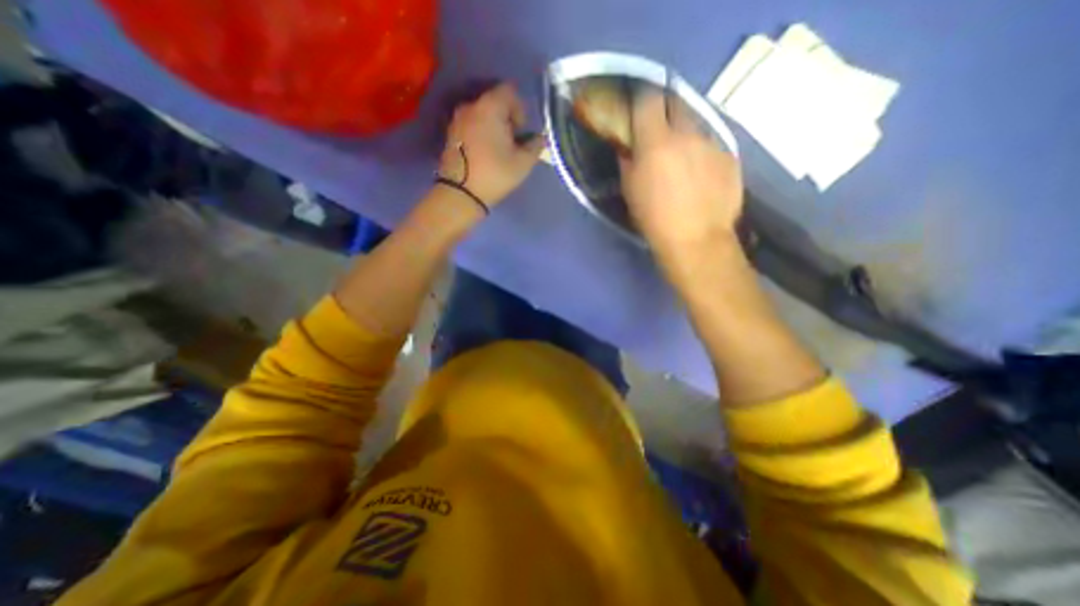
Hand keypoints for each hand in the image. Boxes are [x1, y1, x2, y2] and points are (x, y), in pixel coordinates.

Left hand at [436, 83, 544, 206]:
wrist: (460, 193)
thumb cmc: (495, 175)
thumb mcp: (523, 163)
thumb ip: (535, 146)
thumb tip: (539, 138)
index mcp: (490, 107)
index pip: (509, 91)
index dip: (520, 109)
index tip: (522, 131)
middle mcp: (471, 106)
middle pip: (494, 101)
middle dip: (507, 118)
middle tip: (513, 142)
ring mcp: (457, 119)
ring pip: (482, 113)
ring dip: (493, 126)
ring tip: (499, 149)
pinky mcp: (450, 133)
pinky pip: (471, 124)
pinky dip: (481, 132)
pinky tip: (485, 152)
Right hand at [622, 92, 748, 257]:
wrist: (697, 241)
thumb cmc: (654, 220)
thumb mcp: (631, 192)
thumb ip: (628, 162)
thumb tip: (630, 148)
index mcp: (656, 142)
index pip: (648, 100)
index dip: (642, 99)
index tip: (638, 109)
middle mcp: (687, 134)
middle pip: (677, 102)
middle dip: (665, 110)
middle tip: (659, 130)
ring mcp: (713, 143)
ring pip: (697, 124)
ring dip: (685, 133)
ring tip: (682, 157)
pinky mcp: (730, 157)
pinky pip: (712, 145)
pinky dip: (702, 152)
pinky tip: (701, 175)